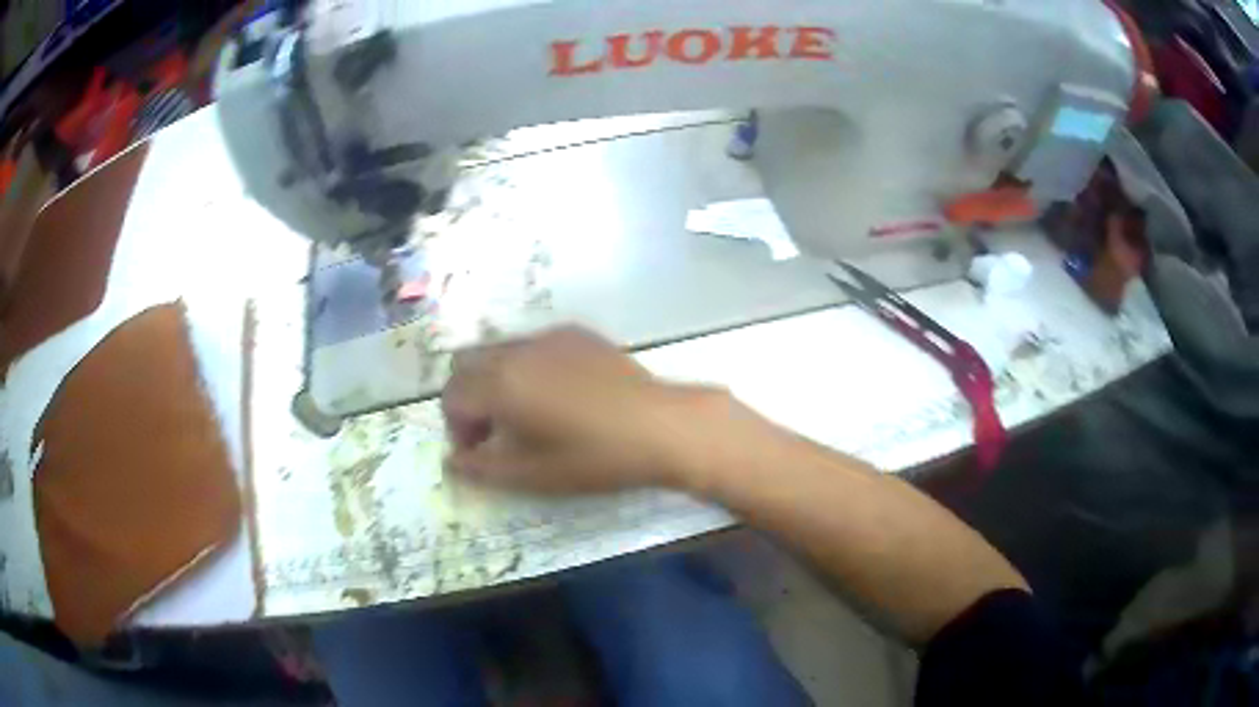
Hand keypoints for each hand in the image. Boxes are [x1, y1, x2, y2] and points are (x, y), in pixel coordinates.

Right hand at [441, 326, 714, 493]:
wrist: (660, 425)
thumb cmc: (594, 457)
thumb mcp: (533, 475)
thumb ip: (482, 468)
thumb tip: (452, 461)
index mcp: (500, 383)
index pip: (451, 397)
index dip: (456, 429)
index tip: (479, 453)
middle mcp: (516, 350)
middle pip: (465, 364)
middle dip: (468, 397)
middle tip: (494, 431)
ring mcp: (547, 336)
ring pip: (497, 350)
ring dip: (494, 380)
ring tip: (526, 414)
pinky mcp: (575, 333)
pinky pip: (531, 345)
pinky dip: (525, 367)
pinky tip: (559, 395)